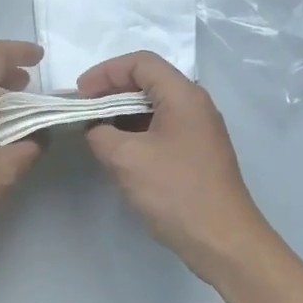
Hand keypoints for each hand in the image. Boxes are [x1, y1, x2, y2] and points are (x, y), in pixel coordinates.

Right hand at [78, 52, 279, 283]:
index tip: (80, 94)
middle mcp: (195, 106)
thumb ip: (101, 134)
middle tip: (83, 111)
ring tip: (95, 132)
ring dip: (122, 115)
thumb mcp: (125, 159)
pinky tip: (118, 153)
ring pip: (154, 108)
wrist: (222, 239)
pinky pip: (161, 130)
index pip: (141, 63)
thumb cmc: (175, 191)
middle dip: (111, 92)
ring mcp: (199, 131)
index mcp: (183, 96)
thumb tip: (96, 130)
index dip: (105, 72)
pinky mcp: (196, 154)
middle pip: (148, 82)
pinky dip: (136, 133)